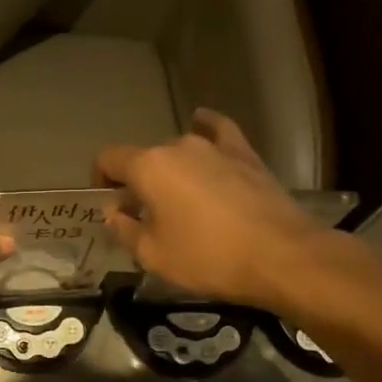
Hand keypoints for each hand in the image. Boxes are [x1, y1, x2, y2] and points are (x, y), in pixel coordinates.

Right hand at [94, 110, 344, 310]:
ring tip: (179, 197)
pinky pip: (218, 131)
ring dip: (171, 170)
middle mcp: (177, 146)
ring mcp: (215, 146)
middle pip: (145, 157)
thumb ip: (125, 229)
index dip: (101, 178)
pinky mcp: (246, 154)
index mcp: (148, 167)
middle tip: (146, 215)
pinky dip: (206, 127)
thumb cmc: (208, 258)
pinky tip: (202, 124)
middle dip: (139, 182)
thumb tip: (115, 211)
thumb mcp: (153, 255)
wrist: (281, 255)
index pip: (109, 158)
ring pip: (179, 150)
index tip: (108, 202)